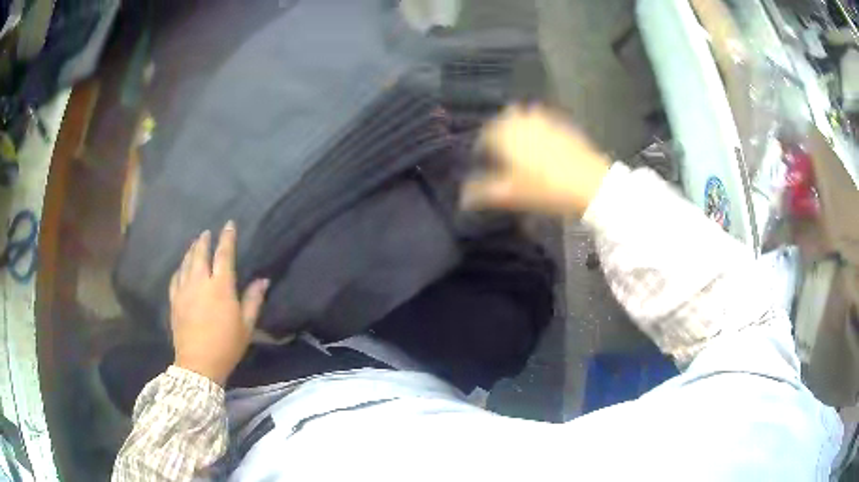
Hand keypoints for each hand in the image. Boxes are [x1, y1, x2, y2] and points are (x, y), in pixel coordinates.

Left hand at [169, 221, 268, 384]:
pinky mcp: (174, 301)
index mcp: (221, 287)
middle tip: (206, 232)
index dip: (227, 238)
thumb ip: (253, 300)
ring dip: (191, 251)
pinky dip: (179, 269)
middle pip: (200, 254)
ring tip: (194, 245)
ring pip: (186, 263)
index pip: (224, 254)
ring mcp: (184, 291)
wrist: (198, 364)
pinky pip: (175, 278)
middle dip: (204, 240)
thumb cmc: (226, 345)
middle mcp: (200, 282)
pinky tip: (181, 268)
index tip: (229, 225)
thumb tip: (263, 280)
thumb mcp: (246, 326)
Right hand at [462, 105, 611, 215]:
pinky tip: (544, 146)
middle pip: (502, 122)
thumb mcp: (510, 194)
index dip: (481, 150)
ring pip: (523, 118)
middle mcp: (521, 120)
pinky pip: (542, 121)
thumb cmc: (545, 189)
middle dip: (498, 135)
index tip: (483, 164)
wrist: (590, 184)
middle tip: (501, 154)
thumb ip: (482, 192)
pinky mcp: (562, 124)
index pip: (483, 137)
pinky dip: (537, 129)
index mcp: (505, 133)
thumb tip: (462, 197)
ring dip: (517, 129)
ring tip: (521, 149)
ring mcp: (544, 119)